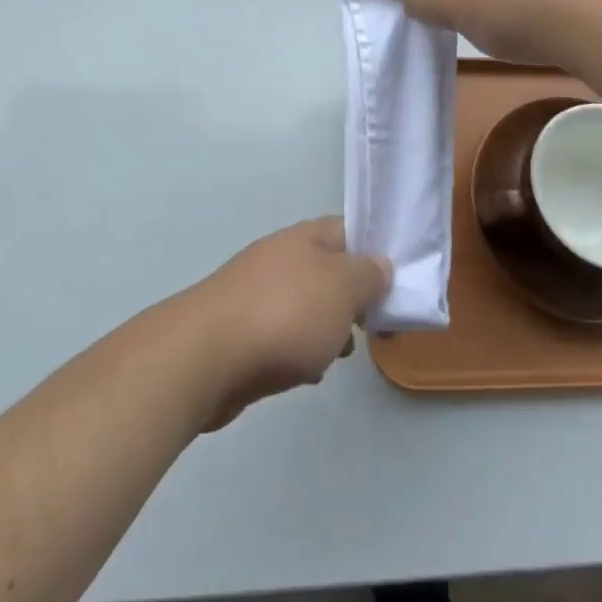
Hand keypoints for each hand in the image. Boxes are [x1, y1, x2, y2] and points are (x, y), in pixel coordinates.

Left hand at [188, 217, 390, 431]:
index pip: (347, 229)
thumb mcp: (343, 289)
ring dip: (326, 327)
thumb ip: (368, 275)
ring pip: (305, 304)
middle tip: (373, 324)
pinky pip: (282, 334)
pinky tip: (306, 373)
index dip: (373, 248)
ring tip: (342, 353)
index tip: (395, 278)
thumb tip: (379, 264)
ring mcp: (256, 293)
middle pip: (327, 269)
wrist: (205, 358)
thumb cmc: (285, 314)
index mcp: (304, 237)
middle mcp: (279, 257)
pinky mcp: (239, 330)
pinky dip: (298, 350)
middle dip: (351, 297)